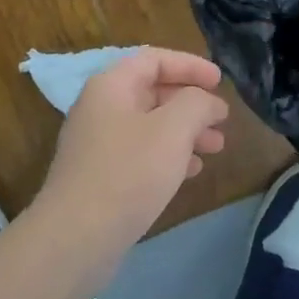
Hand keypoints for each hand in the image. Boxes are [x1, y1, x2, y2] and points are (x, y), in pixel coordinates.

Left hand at [32, 48, 229, 281]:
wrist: (75, 238)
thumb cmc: (128, 172)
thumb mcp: (172, 129)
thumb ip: (196, 104)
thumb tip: (207, 101)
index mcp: (112, 86)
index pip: (154, 59)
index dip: (190, 65)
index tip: (220, 81)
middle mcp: (101, 108)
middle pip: (152, 91)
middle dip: (191, 103)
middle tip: (222, 119)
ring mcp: (98, 144)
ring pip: (150, 125)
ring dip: (185, 131)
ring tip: (217, 147)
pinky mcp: (101, 176)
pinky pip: (141, 153)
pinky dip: (169, 155)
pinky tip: (192, 171)